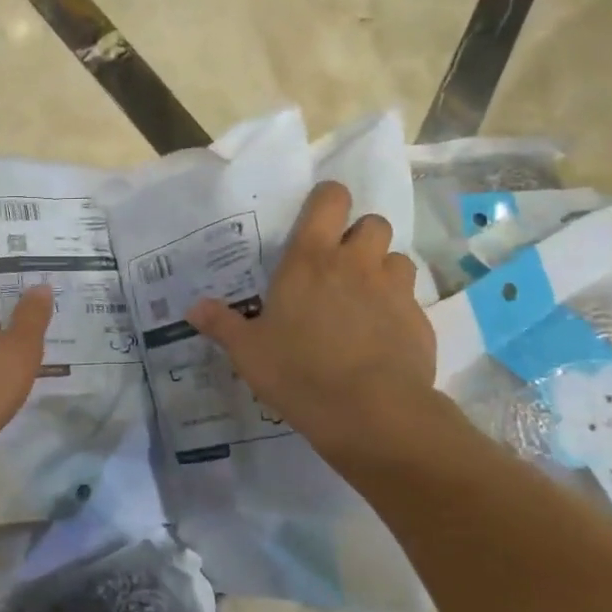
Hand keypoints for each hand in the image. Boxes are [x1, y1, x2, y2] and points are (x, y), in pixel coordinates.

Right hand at [187, 181, 444, 461]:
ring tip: (365, 298)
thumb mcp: (248, 351)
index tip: (319, 217)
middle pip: (373, 222)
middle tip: (341, 264)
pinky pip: (410, 299)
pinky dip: (397, 308)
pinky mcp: (419, 319)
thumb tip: (192, 308)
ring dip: (382, 269)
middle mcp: (355, 263)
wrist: (369, 411)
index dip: (328, 200)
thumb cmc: (298, 371)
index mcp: (310, 260)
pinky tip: (382, 337)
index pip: (330, 200)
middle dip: (360, 235)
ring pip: (396, 258)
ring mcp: (393, 289)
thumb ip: (222, 324)